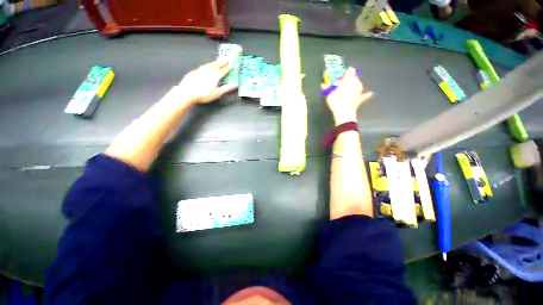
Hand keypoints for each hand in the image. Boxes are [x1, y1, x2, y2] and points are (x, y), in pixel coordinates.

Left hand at [178, 60, 237, 104]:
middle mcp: (209, 70)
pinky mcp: (195, 71)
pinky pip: (204, 66)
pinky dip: (208, 64)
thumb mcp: (217, 93)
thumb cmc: (204, 94)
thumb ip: (226, 88)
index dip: (228, 67)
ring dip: (215, 62)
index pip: (224, 70)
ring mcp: (201, 70)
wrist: (186, 92)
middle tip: (227, 58)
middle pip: (217, 65)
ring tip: (219, 60)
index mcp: (215, 76)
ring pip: (210, 64)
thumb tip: (235, 84)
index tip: (232, 63)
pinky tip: (208, 65)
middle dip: (222, 61)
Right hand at [322, 67, 372, 125]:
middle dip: (351, 77)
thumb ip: (327, 88)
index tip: (344, 73)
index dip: (347, 71)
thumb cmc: (335, 101)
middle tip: (346, 80)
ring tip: (352, 85)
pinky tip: (370, 93)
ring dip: (357, 83)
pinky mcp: (360, 98)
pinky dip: (366, 94)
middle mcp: (355, 83)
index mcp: (347, 80)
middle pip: (355, 77)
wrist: (343, 112)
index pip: (350, 71)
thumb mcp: (329, 94)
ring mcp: (359, 91)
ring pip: (359, 84)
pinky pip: (365, 95)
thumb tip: (322, 84)